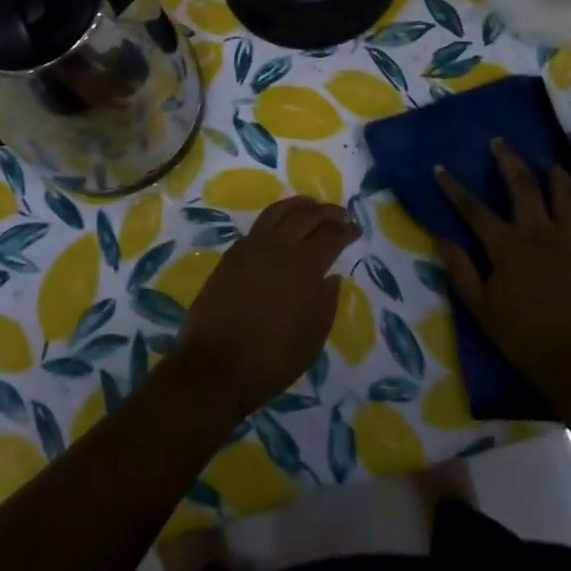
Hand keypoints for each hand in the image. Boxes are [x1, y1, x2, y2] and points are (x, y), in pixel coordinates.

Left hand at [175, 196, 359, 419]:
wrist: (213, 366)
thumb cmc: (269, 360)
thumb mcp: (310, 341)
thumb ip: (325, 305)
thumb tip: (331, 278)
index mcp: (303, 268)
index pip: (331, 236)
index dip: (346, 230)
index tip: (357, 229)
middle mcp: (278, 247)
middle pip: (307, 215)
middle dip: (327, 211)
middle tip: (340, 213)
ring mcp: (251, 246)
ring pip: (279, 211)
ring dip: (300, 205)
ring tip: (312, 205)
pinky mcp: (232, 254)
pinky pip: (260, 224)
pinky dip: (277, 216)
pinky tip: (282, 224)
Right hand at [435, 138, 570, 394]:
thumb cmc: (524, 338)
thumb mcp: (481, 308)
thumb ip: (460, 271)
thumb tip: (442, 238)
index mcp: (506, 246)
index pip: (473, 209)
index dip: (453, 187)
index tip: (439, 168)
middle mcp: (539, 233)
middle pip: (522, 186)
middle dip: (508, 160)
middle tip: (500, 143)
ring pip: (566, 196)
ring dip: (556, 175)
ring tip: (549, 163)